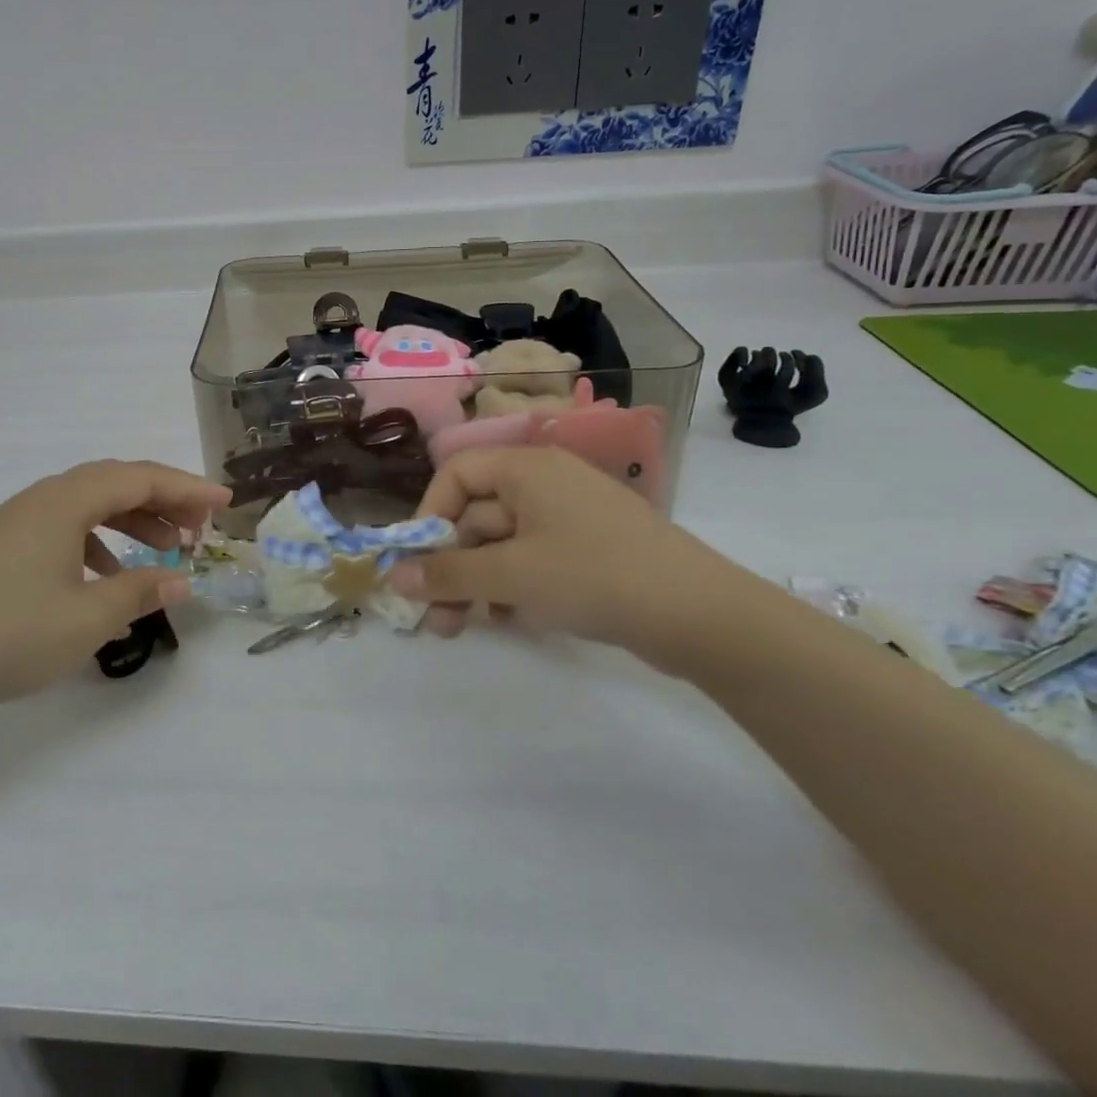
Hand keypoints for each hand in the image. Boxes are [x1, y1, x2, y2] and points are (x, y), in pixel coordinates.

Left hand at [0, 460, 230, 723]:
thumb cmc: (5, 634)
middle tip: (200, 529)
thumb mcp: (85, 618)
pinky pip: (64, 531)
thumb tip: (183, 580)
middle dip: (164, 501)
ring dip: (132, 523)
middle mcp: (42, 500)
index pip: (140, 478)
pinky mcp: (1, 548)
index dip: (188, 488)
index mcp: (64, 501)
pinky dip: (98, 546)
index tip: (226, 503)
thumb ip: (141, 593)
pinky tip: (106, 582)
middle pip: (115, 484)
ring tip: (165, 553)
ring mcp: (17, 523)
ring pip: (90, 507)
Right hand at [389, 445, 749, 668]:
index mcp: (526, 468)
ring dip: (475, 583)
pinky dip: (511, 587)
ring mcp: (569, 518)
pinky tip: (507, 621)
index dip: (428, 514)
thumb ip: (448, 574)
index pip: (456, 475)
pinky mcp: (587, 551)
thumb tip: (393, 576)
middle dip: (450, 565)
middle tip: (431, 614)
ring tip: (458, 629)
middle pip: (476, 515)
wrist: (703, 617)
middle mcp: (544, 483)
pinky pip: (531, 560)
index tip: (415, 561)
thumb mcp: (512, 575)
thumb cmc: (595, 576)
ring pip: (502, 544)